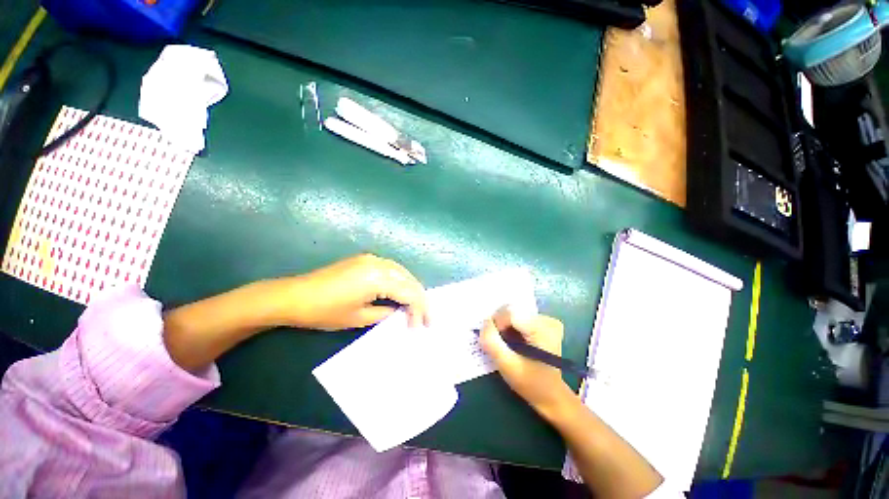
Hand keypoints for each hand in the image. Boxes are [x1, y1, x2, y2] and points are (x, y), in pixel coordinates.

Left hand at [277, 254, 428, 330]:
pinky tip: (398, 296)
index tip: (421, 328)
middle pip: (408, 279)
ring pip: (400, 272)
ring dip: (410, 289)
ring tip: (415, 310)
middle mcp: (377, 262)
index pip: (410, 292)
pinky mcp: (360, 261)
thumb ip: (385, 314)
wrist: (296, 297)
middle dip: (419, 299)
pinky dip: (398, 282)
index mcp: (378, 277)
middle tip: (425, 320)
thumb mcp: (359, 318)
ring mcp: (367, 259)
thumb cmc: (326, 311)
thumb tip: (399, 312)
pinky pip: (388, 269)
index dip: (419, 311)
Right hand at [479, 307, 573, 416]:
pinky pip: (522, 320)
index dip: (496, 325)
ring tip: (507, 348)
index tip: (494, 344)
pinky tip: (515, 345)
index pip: (509, 312)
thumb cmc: (530, 382)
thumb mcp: (507, 366)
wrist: (550, 394)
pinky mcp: (547, 327)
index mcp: (543, 328)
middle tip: (499, 347)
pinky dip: (513, 331)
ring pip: (516, 315)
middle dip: (500, 327)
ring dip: (506, 329)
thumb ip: (492, 343)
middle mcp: (548, 320)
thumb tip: (484, 323)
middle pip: (513, 311)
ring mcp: (549, 322)